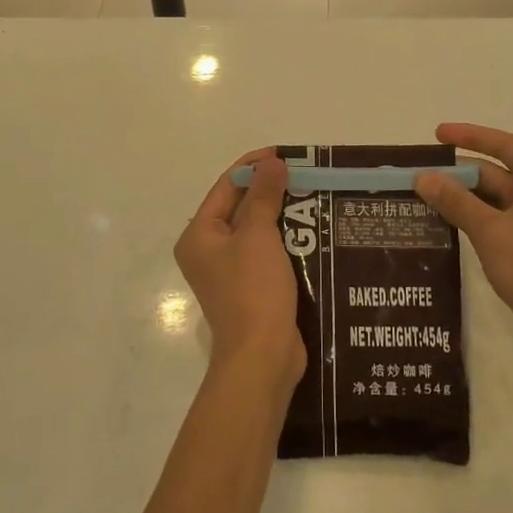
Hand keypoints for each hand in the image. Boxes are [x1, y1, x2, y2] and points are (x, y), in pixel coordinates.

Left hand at [174, 151, 305, 389]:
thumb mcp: (259, 236)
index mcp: (199, 235)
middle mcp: (208, 250)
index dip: (254, 166)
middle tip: (304, 174)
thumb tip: (272, 163)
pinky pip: (266, 252)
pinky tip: (311, 230)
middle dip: (270, 189)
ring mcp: (229, 272)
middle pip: (240, 207)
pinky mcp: (250, 288)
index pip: (226, 186)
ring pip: (256, 230)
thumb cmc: (253, 290)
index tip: (286, 155)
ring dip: (281, 213)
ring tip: (313, 196)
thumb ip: (265, 196)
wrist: (262, 358)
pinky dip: (285, 238)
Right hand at [414, 124, 512, 368]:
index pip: (502, 145)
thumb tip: (422, 176)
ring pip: (487, 200)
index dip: (470, 135)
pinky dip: (465, 220)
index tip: (437, 134)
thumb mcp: (491, 231)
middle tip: (415, 177)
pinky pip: (488, 223)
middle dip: (455, 173)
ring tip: (418, 200)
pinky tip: (439, 227)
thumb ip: (456, 201)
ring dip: (457, 198)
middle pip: (491, 173)